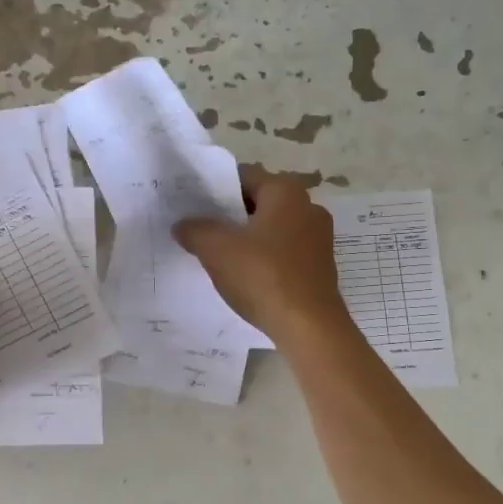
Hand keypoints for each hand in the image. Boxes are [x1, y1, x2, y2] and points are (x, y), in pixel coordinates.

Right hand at [174, 165, 352, 345]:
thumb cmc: (262, 276)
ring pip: (271, 228)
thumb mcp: (216, 250)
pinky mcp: (320, 265)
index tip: (193, 206)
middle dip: (230, 215)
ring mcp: (318, 237)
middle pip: (259, 202)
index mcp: (286, 192)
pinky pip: (284, 251)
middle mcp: (308, 207)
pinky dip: (265, 258)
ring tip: (219, 255)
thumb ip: (195, 230)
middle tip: (201, 230)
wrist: (308, 327)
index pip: (243, 176)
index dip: (215, 189)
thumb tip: (182, 225)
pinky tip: (246, 276)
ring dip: (247, 238)